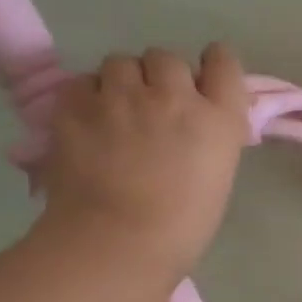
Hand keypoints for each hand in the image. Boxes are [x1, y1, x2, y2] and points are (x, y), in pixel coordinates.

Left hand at [35, 44, 251, 277]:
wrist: (118, 243)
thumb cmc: (181, 227)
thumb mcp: (217, 176)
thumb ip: (209, 137)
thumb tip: (195, 123)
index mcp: (219, 118)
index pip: (223, 61)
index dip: (210, 67)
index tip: (201, 84)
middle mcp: (174, 95)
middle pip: (167, 58)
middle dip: (160, 77)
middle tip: (152, 109)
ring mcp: (123, 96)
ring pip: (121, 62)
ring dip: (121, 82)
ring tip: (114, 114)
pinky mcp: (78, 104)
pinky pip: (83, 81)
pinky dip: (86, 96)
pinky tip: (87, 123)